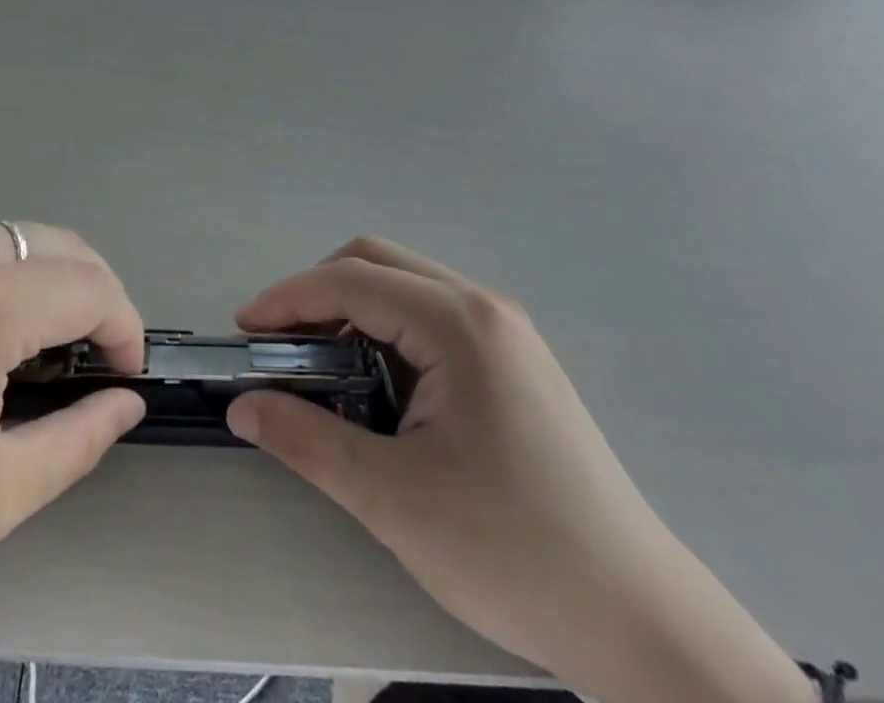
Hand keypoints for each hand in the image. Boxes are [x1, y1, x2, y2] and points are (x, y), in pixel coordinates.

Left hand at [0, 221, 147, 627]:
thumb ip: (77, 440)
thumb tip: (126, 402)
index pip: (94, 288)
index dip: (125, 329)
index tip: (124, 377)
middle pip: (63, 247)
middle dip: (95, 298)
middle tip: (90, 364)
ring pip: (19, 240)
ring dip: (50, 284)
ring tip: (37, 355)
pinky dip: (6, 276)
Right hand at [226, 238, 808, 702]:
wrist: (640, 619)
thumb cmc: (514, 552)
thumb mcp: (393, 499)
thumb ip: (307, 441)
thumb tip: (243, 406)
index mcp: (458, 323)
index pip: (351, 281)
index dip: (288, 298)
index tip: (244, 330)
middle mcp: (483, 307)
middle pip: (377, 263)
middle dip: (317, 293)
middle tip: (278, 344)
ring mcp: (504, 331)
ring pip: (404, 286)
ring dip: (351, 310)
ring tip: (318, 366)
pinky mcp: (513, 360)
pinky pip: (430, 316)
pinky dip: (385, 331)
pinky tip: (375, 385)